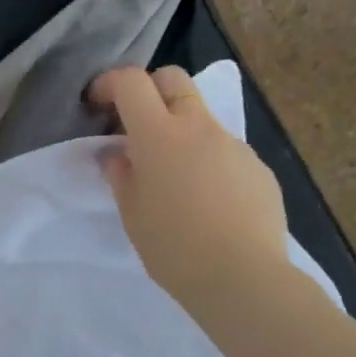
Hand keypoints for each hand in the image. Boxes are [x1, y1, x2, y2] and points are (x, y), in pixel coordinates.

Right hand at [88, 66, 288, 314]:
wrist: (243, 277)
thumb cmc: (174, 248)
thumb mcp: (132, 214)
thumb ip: (121, 175)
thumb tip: (117, 154)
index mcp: (159, 135)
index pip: (131, 83)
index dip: (109, 84)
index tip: (97, 104)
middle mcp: (199, 128)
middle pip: (173, 80)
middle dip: (149, 90)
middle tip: (135, 125)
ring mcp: (234, 145)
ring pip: (202, 117)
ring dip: (181, 130)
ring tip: (175, 177)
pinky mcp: (258, 168)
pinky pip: (226, 151)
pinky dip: (208, 161)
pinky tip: (209, 202)